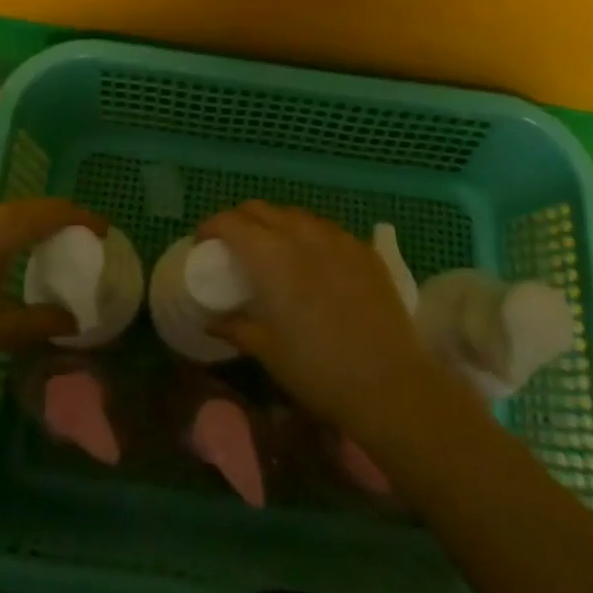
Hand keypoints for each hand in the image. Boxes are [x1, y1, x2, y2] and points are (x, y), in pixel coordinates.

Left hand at [0, 198, 105, 386]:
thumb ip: (40, 321)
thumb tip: (75, 320)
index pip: (52, 211)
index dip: (82, 217)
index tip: (104, 231)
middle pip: (30, 206)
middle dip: (60, 218)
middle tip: (82, 240)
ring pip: (6, 212)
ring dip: (32, 222)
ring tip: (50, 246)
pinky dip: (9, 229)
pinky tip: (8, 256)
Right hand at [196, 201, 447, 443]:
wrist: (388, 383)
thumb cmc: (317, 369)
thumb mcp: (267, 351)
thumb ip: (236, 327)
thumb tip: (211, 322)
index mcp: (269, 255)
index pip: (230, 222)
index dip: (211, 227)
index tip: (204, 244)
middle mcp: (300, 234)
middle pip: (260, 209)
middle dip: (241, 221)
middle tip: (234, 246)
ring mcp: (336, 238)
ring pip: (295, 215)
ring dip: (276, 224)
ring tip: (275, 250)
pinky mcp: (364, 249)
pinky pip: (327, 229)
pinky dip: (310, 236)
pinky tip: (315, 261)